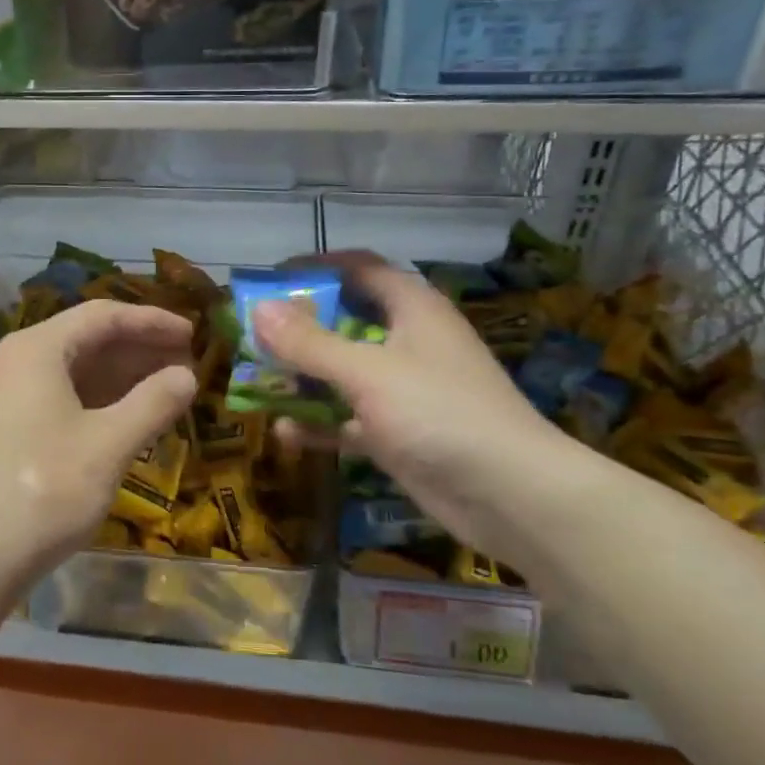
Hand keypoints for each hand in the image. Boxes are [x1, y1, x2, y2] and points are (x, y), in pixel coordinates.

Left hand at [0, 299, 197, 602]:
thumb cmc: (44, 491)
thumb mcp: (109, 445)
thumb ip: (153, 403)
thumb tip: (186, 376)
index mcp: (35, 350)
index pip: (102, 317)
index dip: (151, 321)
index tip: (192, 334)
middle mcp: (12, 361)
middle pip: (84, 340)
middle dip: (137, 349)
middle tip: (185, 362)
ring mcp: (0, 396)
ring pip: (70, 371)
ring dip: (118, 376)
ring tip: (164, 387)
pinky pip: (55, 396)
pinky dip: (94, 400)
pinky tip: (124, 417)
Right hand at [256, 253, 587, 562]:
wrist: (511, 496)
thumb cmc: (440, 413)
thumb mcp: (367, 373)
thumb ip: (310, 343)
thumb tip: (258, 309)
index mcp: (411, 308)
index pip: (359, 268)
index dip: (316, 267)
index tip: (270, 279)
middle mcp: (408, 342)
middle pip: (346, 320)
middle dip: (299, 327)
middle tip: (253, 334)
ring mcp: (403, 390)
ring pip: (343, 372)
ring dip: (304, 377)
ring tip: (258, 380)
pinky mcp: (398, 433)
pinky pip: (348, 419)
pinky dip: (319, 423)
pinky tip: (285, 433)